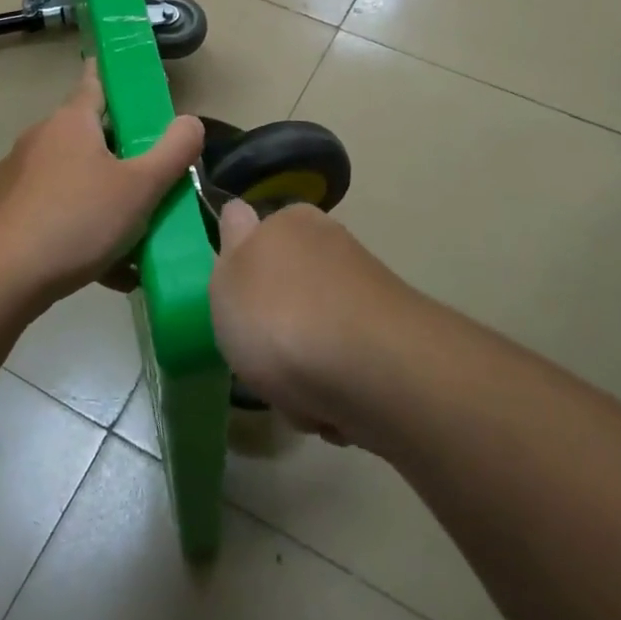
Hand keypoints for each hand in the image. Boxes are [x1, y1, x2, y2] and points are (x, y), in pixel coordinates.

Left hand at [0, 63, 202, 309]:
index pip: (95, 81)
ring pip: (75, 181)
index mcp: (71, 122)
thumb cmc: (76, 219)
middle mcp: (40, 140)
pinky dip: (83, 231)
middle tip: (155, 178)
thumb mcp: (140, 187)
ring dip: (106, 201)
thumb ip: (173, 152)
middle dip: (123, 155)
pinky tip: (108, 270)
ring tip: (138, 239)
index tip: (133, 78)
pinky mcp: (6, 214)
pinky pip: (57, 214)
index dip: (116, 75)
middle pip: (90, 137)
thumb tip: (191, 122)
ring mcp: (18, 177)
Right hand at [210, 201, 416, 446]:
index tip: (237, 310)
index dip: (246, 277)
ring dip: (303, 371)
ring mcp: (367, 296)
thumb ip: (231, 245)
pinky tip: (332, 409)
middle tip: (261, 359)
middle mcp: (334, 248)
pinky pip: (346, 371)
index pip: (261, 237)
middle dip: (275, 333)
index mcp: (292, 222)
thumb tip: (239, 210)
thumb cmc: (281, 317)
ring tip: (299, 394)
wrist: (373, 372)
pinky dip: (336, 393)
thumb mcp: (228, 275)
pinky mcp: (393, 344)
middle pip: (289, 293)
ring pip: (316, 336)